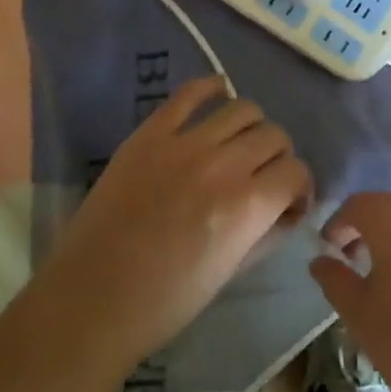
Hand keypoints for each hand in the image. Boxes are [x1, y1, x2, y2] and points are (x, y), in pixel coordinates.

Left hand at [35, 79, 312, 379]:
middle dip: (278, 157)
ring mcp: (185, 143)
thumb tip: (289, 207)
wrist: (90, 300)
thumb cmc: (165, 302)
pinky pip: (192, 92)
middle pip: (274, 135)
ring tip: (238, 145)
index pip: (296, 170)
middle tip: (262, 176)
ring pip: (243, 108)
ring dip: (252, 127)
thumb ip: (267, 232)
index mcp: (248, 207)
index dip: (300, 186)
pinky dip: (212, 89)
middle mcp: (224, 165)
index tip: (289, 200)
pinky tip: (218, 98)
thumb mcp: (231, 273)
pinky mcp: (151, 133)